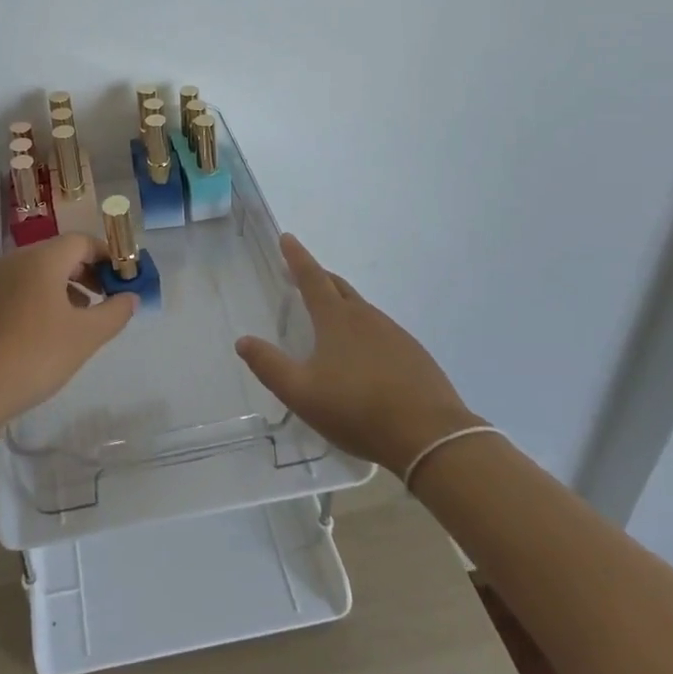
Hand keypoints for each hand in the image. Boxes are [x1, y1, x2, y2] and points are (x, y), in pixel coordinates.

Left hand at [0, 233, 137, 434]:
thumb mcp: (85, 337)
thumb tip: (131, 296)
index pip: (83, 241)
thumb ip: (115, 312)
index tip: (125, 281)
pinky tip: (54, 328)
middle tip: (108, 299)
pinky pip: (25, 285)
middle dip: (90, 271)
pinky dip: (46, 295)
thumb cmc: (34, 357)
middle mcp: (17, 260)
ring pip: (43, 269)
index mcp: (41, 259)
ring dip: (69, 285)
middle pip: (62, 252)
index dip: (108, 257)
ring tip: (84, 316)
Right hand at [236, 234, 480, 473]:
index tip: (287, 238)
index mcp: (336, 319)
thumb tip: (243, 341)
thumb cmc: (357, 410)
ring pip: (361, 309)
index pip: (312, 277)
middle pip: (338, 287)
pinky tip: (363, 355)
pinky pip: (381, 331)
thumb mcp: (301, 393)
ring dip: (341, 303)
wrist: (429, 436)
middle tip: (300, 275)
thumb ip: (269, 366)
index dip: (297, 257)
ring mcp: (394, 334)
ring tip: (328, 318)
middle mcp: (366, 317)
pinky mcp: (413, 354)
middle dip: (317, 276)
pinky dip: (364, 330)